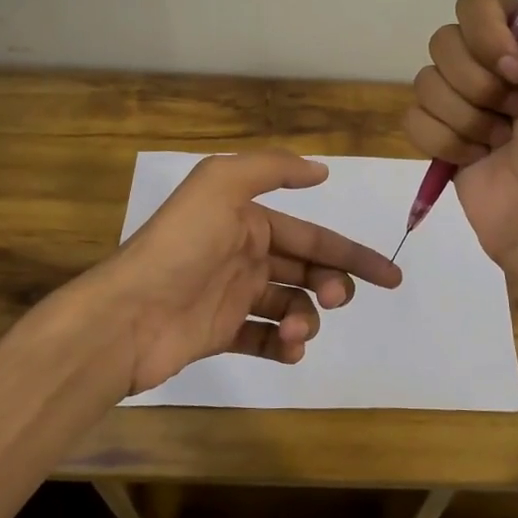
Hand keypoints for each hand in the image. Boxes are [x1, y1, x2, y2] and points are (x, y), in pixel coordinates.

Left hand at [98, 150, 402, 395]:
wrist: (127, 315)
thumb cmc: (180, 246)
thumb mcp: (222, 184)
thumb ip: (272, 169)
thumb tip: (320, 170)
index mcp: (247, 220)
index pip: (311, 236)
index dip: (352, 253)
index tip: (389, 276)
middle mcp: (243, 255)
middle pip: (306, 271)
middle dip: (332, 284)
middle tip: (337, 299)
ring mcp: (232, 296)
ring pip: (290, 305)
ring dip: (307, 318)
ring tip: (297, 329)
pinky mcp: (219, 334)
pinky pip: (264, 339)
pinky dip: (283, 345)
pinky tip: (288, 348)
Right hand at [405, 0, 517, 272]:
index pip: (474, 4)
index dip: (488, 37)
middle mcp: (494, 66)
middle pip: (443, 42)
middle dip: (477, 83)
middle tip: (513, 111)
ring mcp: (465, 104)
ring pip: (425, 82)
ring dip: (465, 117)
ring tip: (497, 141)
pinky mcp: (441, 139)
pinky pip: (412, 118)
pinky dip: (443, 141)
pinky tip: (475, 158)